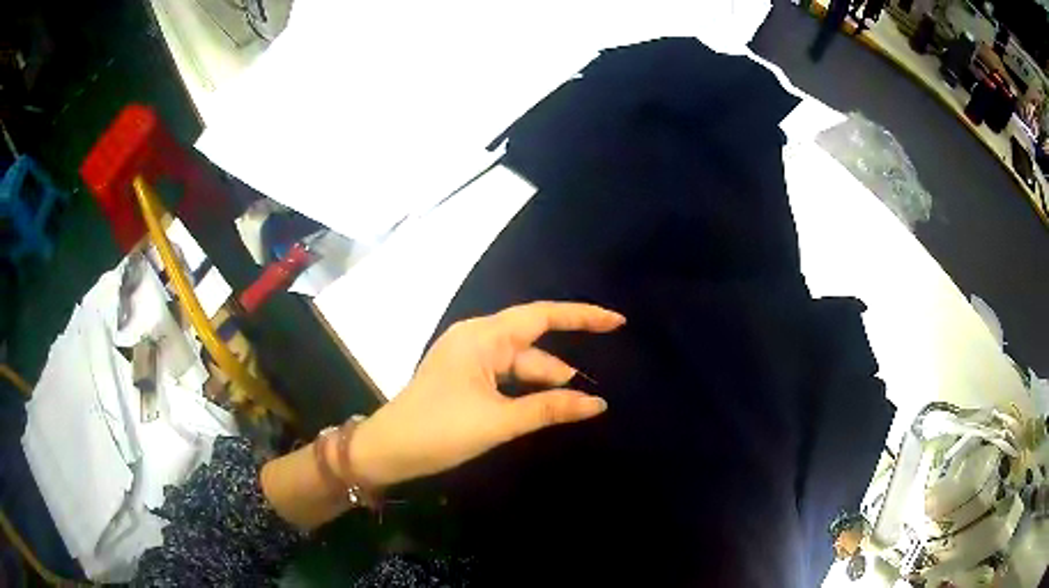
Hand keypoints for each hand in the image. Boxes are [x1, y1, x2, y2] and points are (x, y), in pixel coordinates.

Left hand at [349, 301, 625, 488]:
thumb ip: (549, 409)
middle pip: (531, 343)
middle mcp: (476, 338)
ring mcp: (467, 358)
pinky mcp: (462, 377)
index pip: (541, 315)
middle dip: (561, 366)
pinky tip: (542, 405)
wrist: (389, 450)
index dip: (581, 316)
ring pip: (517, 363)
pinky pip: (503, 375)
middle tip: (595, 389)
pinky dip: (524, 389)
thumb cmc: (440, 430)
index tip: (616, 322)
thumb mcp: (499, 421)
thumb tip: (597, 403)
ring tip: (572, 404)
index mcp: (482, 337)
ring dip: (543, 382)